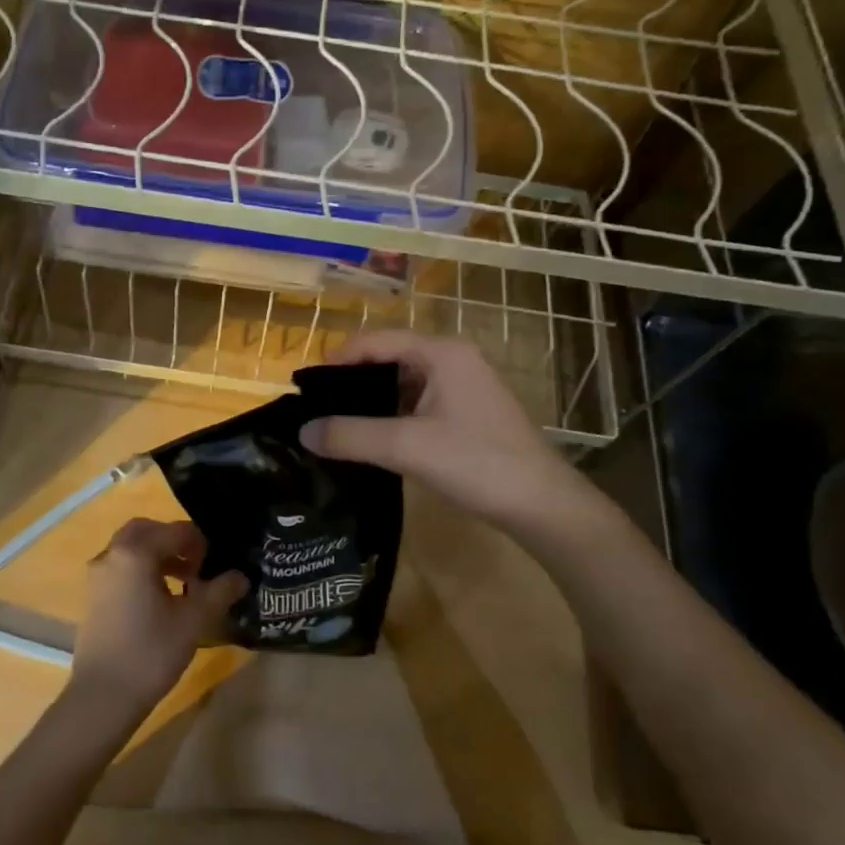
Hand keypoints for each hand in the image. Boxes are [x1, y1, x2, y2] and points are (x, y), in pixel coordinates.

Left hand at [70, 519, 246, 721]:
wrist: (103, 697)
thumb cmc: (151, 652)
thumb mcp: (194, 621)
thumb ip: (219, 591)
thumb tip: (241, 576)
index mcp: (135, 553)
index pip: (175, 531)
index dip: (200, 542)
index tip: (217, 562)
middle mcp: (112, 555)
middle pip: (146, 531)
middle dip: (174, 541)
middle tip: (198, 563)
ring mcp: (98, 576)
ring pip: (131, 550)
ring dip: (158, 556)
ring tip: (185, 583)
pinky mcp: (94, 597)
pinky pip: (121, 568)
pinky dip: (142, 571)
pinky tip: (161, 600)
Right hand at [299, 330, 605, 539]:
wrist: (542, 504)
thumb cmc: (477, 463)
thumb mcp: (406, 447)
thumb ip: (350, 436)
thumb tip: (302, 432)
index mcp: (442, 352)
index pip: (377, 340)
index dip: (338, 359)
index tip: (306, 388)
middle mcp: (453, 359)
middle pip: (389, 358)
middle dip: (352, 381)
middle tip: (318, 409)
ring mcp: (464, 386)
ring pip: (404, 383)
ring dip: (371, 402)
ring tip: (338, 426)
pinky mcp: (468, 413)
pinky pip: (419, 403)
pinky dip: (392, 416)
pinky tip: (373, 440)